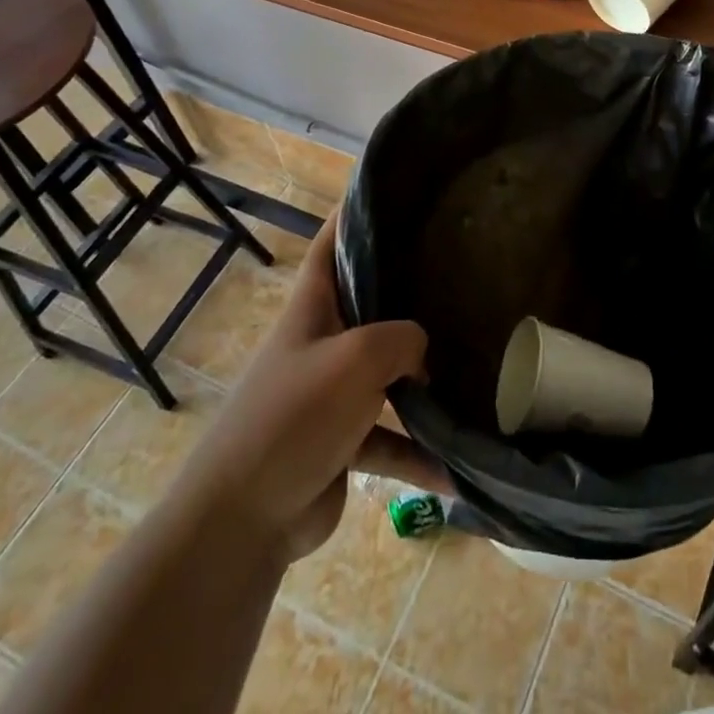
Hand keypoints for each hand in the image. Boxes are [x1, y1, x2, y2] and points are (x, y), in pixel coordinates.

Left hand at [177, 208, 446, 565]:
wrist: (241, 521)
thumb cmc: (295, 416)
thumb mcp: (357, 358)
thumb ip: (402, 338)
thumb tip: (425, 350)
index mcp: (313, 309)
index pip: (332, 244)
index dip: (354, 214)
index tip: (392, 193)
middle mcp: (322, 343)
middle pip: (369, 305)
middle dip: (408, 293)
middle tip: (460, 275)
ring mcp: (331, 395)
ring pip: (387, 376)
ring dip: (423, 382)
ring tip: (472, 371)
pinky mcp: (342, 444)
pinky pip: (389, 439)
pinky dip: (418, 453)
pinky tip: (456, 467)